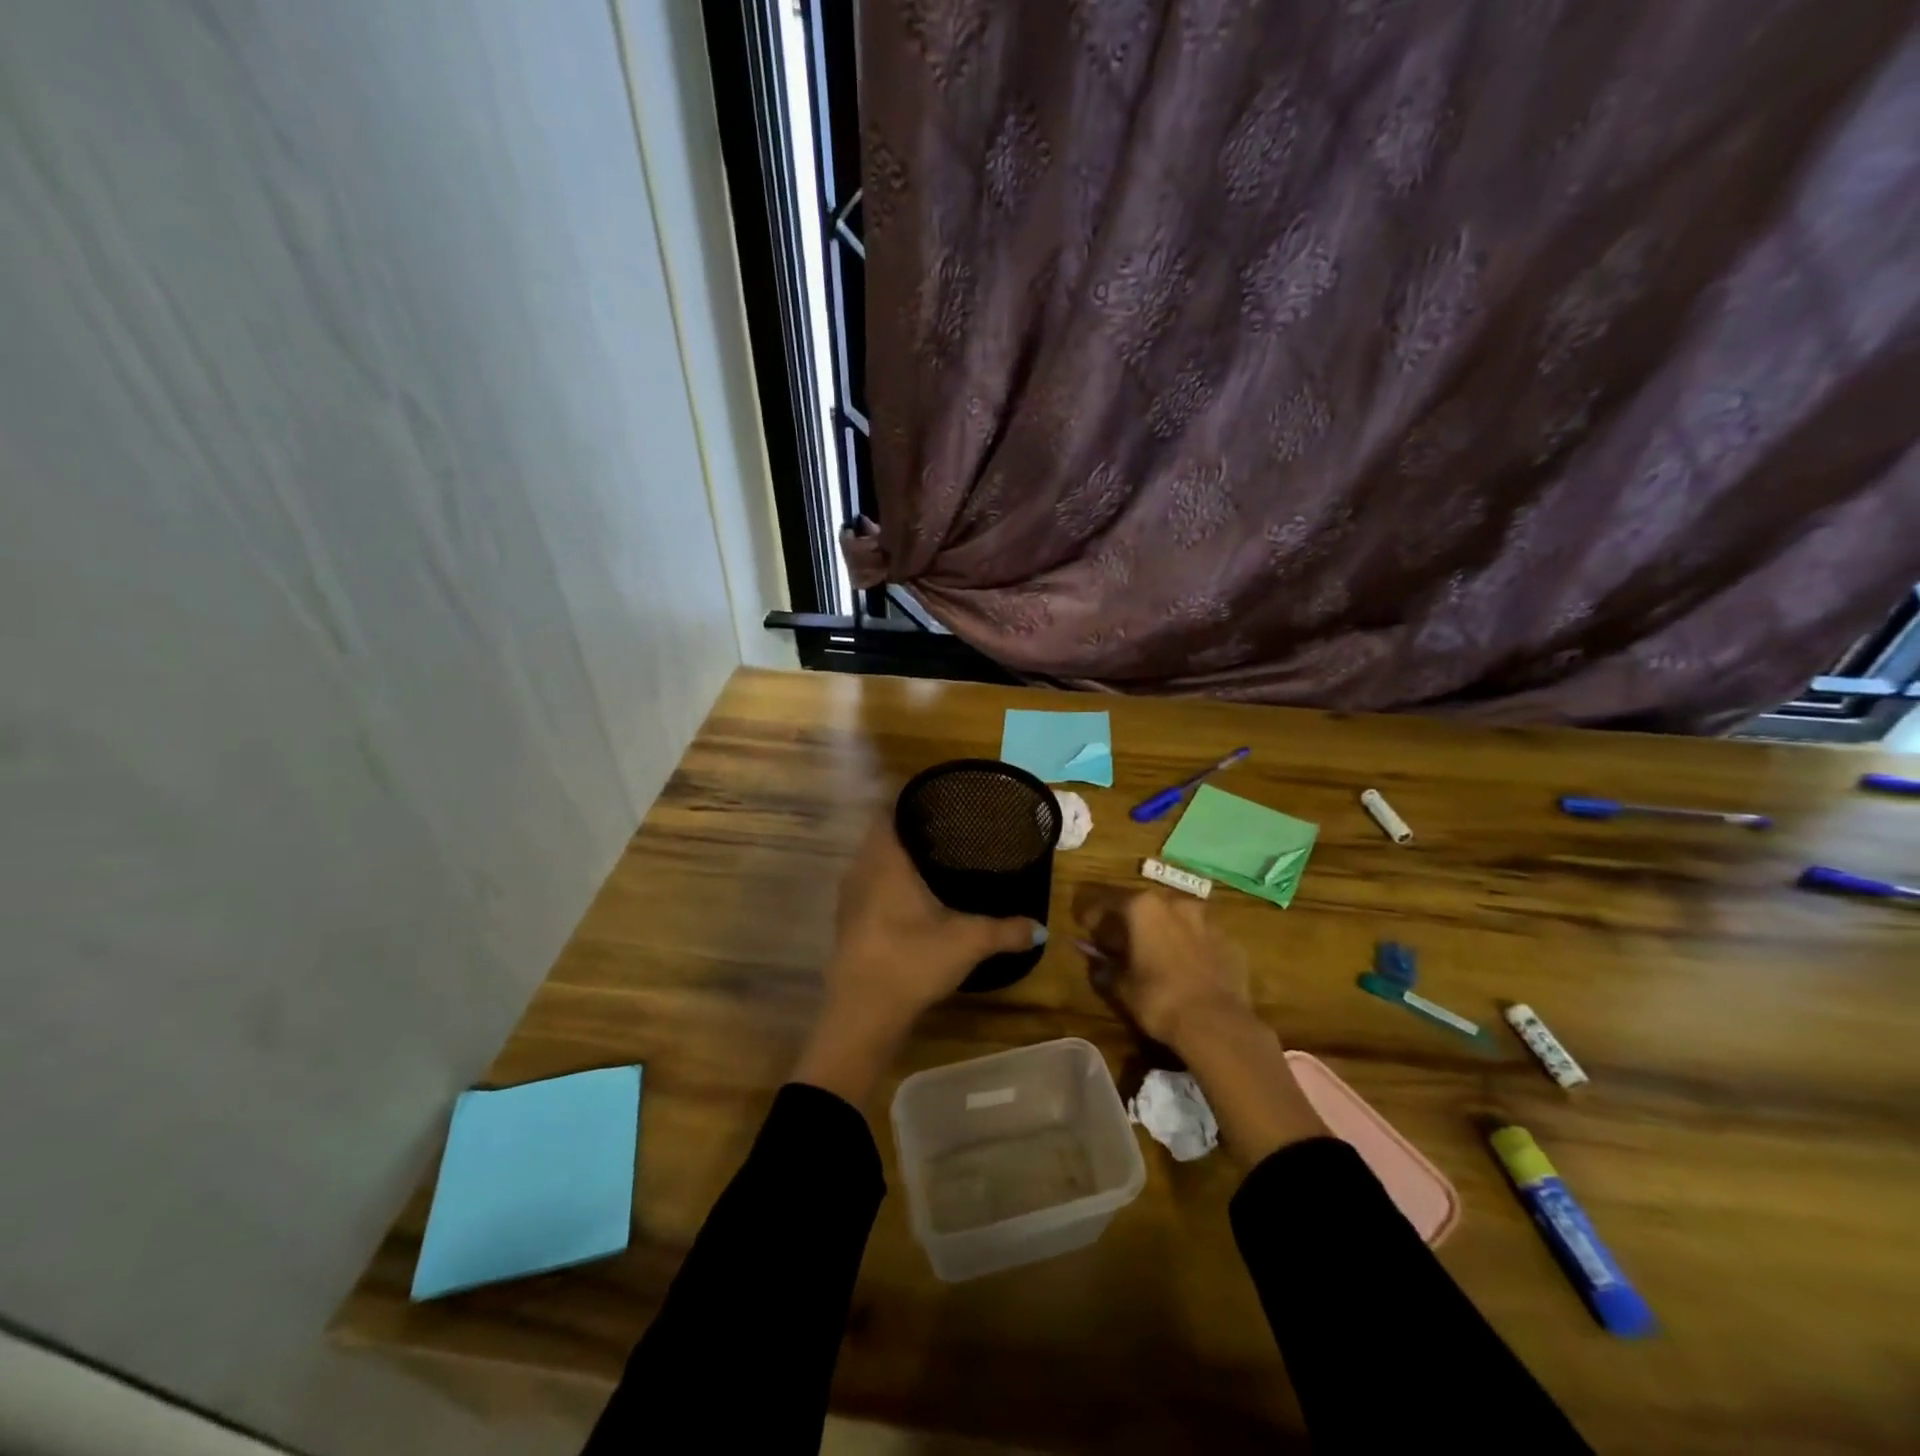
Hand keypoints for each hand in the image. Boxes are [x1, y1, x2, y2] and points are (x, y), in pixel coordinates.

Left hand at [794, 815, 1041, 1106]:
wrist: (862, 1013)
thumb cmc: (912, 960)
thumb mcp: (967, 942)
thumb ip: (1006, 931)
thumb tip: (1040, 928)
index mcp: (885, 860)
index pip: (887, 810)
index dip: (908, 800)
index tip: (937, 800)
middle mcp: (860, 869)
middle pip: (880, 834)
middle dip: (909, 829)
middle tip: (946, 828)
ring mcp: (849, 898)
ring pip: (872, 862)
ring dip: (896, 858)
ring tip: (933, 859)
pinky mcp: (846, 923)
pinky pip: (867, 886)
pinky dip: (887, 883)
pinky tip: (912, 899)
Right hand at [1074, 887, 1325, 1163]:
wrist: (1217, 1024)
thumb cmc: (1159, 999)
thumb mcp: (1122, 986)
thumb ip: (1104, 966)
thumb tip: (1092, 958)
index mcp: (1144, 907)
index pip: (1109, 901)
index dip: (1094, 914)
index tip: (1086, 926)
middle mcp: (1176, 903)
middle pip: (1146, 905)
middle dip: (1131, 920)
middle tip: (1120, 940)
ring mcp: (1207, 921)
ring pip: (1177, 919)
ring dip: (1163, 931)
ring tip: (1155, 954)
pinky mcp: (1230, 941)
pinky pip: (1201, 938)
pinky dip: (1189, 947)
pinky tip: (1185, 969)